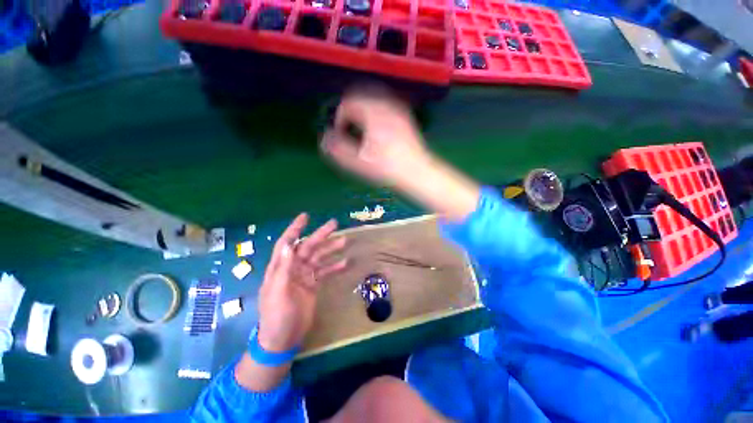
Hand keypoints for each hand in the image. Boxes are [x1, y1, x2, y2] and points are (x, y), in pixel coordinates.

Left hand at [256, 213, 346, 351]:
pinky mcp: (312, 285)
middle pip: (308, 247)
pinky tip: (345, 262)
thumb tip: (289, 245)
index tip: (306, 216)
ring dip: (331, 249)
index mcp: (281, 267)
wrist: (283, 339)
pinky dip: (334, 266)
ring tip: (345, 241)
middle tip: (335, 224)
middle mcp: (293, 268)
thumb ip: (284, 268)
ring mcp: (304, 276)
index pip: (287, 242)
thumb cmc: (277, 316)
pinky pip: (324, 271)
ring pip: (319, 257)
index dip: (295, 228)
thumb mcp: (279, 292)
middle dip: (321, 235)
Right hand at [320, 86, 430, 186]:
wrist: (418, 173)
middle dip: (351, 112)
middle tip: (349, 130)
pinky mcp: (406, 119)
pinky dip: (376, 115)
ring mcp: (399, 111)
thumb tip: (323, 138)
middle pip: (362, 97)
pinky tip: (378, 132)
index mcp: (373, 111)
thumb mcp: (358, 161)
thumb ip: (338, 148)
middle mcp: (386, 105)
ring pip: (375, 102)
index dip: (340, 117)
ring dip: (364, 112)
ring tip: (362, 132)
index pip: (348, 103)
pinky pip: (386, 108)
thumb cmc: (387, 167)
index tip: (340, 133)